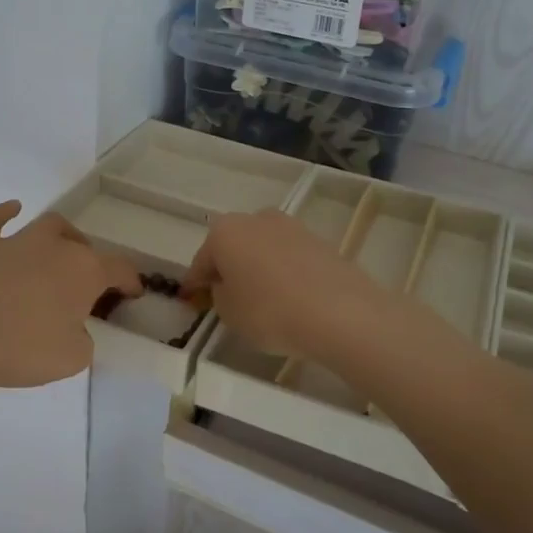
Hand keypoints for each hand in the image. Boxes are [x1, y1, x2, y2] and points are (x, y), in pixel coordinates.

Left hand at [0, 201, 141, 391]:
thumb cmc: (19, 350)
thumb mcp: (71, 359)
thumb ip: (82, 340)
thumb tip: (74, 330)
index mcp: (83, 271)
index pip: (119, 269)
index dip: (130, 282)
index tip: (133, 294)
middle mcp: (53, 247)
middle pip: (82, 246)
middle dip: (90, 263)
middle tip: (84, 287)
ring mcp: (13, 240)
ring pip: (47, 226)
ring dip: (59, 237)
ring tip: (58, 250)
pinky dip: (4, 213)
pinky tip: (11, 210)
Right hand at [181, 209, 394, 362]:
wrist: (341, 313)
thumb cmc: (270, 312)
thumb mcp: (229, 313)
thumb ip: (220, 295)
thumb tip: (229, 285)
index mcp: (225, 231)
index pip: (201, 261)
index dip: (195, 283)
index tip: (191, 300)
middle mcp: (257, 218)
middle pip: (234, 246)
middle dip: (228, 268)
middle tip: (227, 296)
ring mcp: (292, 227)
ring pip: (263, 249)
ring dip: (258, 267)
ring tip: (261, 298)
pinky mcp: (321, 241)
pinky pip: (290, 258)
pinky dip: (284, 272)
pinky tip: (289, 296)